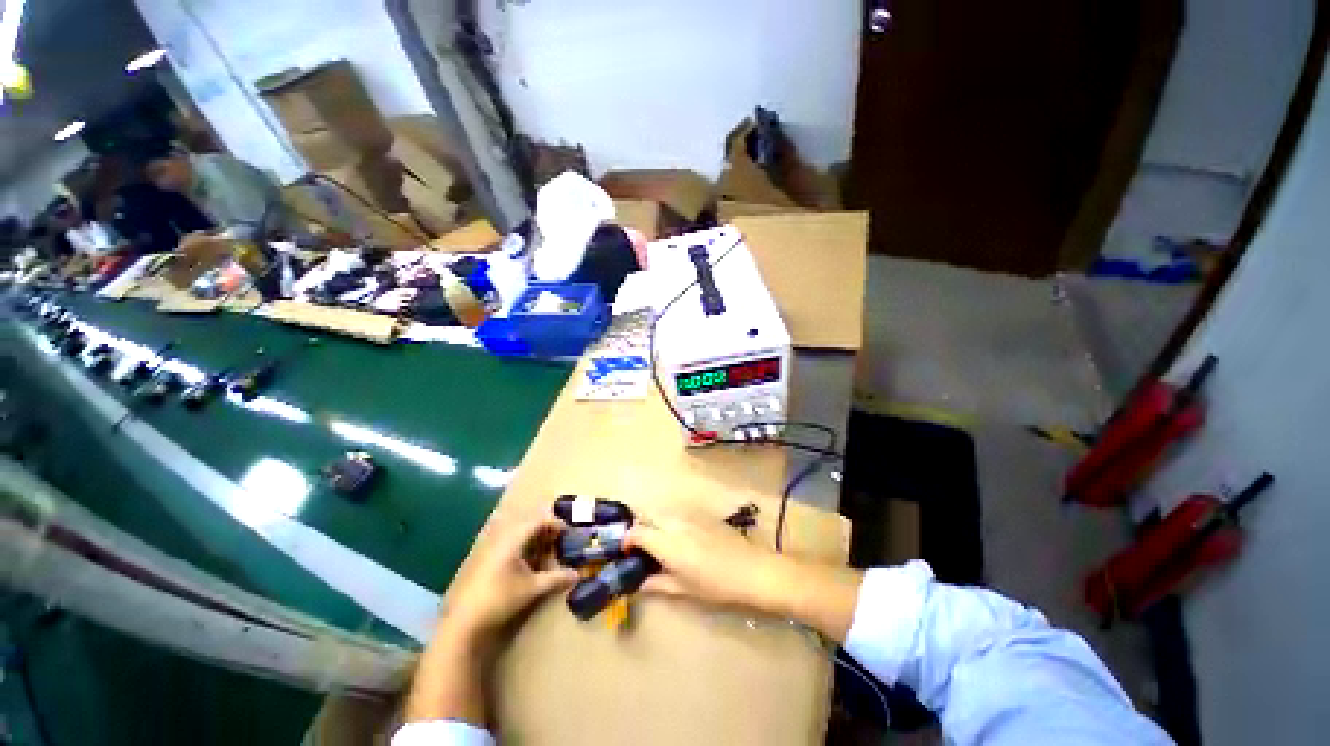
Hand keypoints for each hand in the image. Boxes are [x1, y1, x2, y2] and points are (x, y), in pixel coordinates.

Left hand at [439, 516, 578, 643]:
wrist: (464, 622)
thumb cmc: (500, 600)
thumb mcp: (532, 589)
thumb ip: (556, 579)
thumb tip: (577, 574)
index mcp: (513, 540)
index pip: (538, 521)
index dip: (554, 523)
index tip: (567, 533)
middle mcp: (501, 538)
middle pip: (527, 525)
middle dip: (544, 530)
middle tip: (558, 541)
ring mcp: (489, 548)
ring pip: (516, 534)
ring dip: (532, 539)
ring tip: (545, 551)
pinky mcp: (483, 560)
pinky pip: (507, 544)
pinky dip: (521, 547)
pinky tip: (526, 563)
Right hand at [627, 512, 862, 641]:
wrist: (753, 569)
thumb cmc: (717, 585)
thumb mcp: (685, 589)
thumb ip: (657, 583)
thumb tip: (637, 583)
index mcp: (668, 543)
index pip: (637, 532)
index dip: (627, 540)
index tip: (626, 553)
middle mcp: (675, 523)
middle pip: (647, 517)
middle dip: (639, 529)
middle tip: (639, 549)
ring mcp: (689, 516)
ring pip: (662, 513)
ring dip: (654, 524)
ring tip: (658, 544)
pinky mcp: (701, 514)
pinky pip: (677, 514)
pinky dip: (670, 522)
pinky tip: (679, 538)